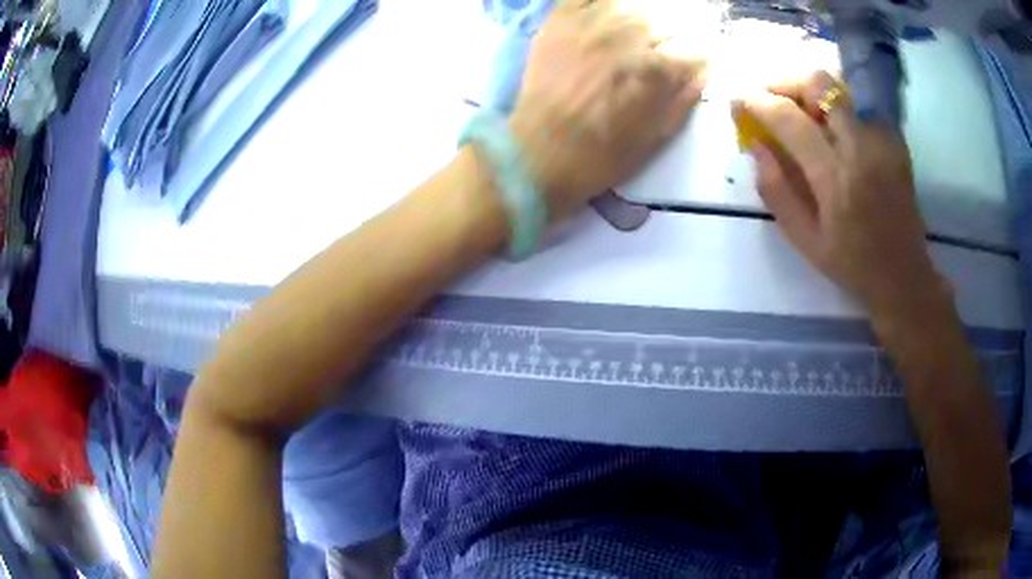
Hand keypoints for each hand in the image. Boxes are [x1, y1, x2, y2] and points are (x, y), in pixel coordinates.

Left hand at [510, 0, 706, 219]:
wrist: (539, 152)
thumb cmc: (602, 155)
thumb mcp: (654, 139)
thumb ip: (683, 99)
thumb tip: (705, 72)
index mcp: (657, 69)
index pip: (694, 53)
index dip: (693, 65)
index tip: (686, 72)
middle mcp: (630, 36)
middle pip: (662, 26)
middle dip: (662, 45)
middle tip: (647, 62)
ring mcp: (593, 23)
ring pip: (628, 7)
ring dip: (632, 24)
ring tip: (623, 42)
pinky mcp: (561, 20)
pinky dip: (597, 3)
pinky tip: (602, 17)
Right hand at [733, 71, 948, 325]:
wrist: (903, 274)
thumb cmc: (851, 263)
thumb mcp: (804, 240)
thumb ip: (775, 191)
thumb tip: (755, 144)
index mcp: (836, 180)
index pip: (790, 120)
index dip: (758, 102)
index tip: (740, 102)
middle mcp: (861, 149)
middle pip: (819, 84)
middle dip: (786, 81)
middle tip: (771, 96)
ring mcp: (882, 140)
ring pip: (840, 87)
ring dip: (811, 91)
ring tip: (799, 109)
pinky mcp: (894, 140)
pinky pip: (859, 104)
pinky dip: (837, 106)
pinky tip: (831, 127)